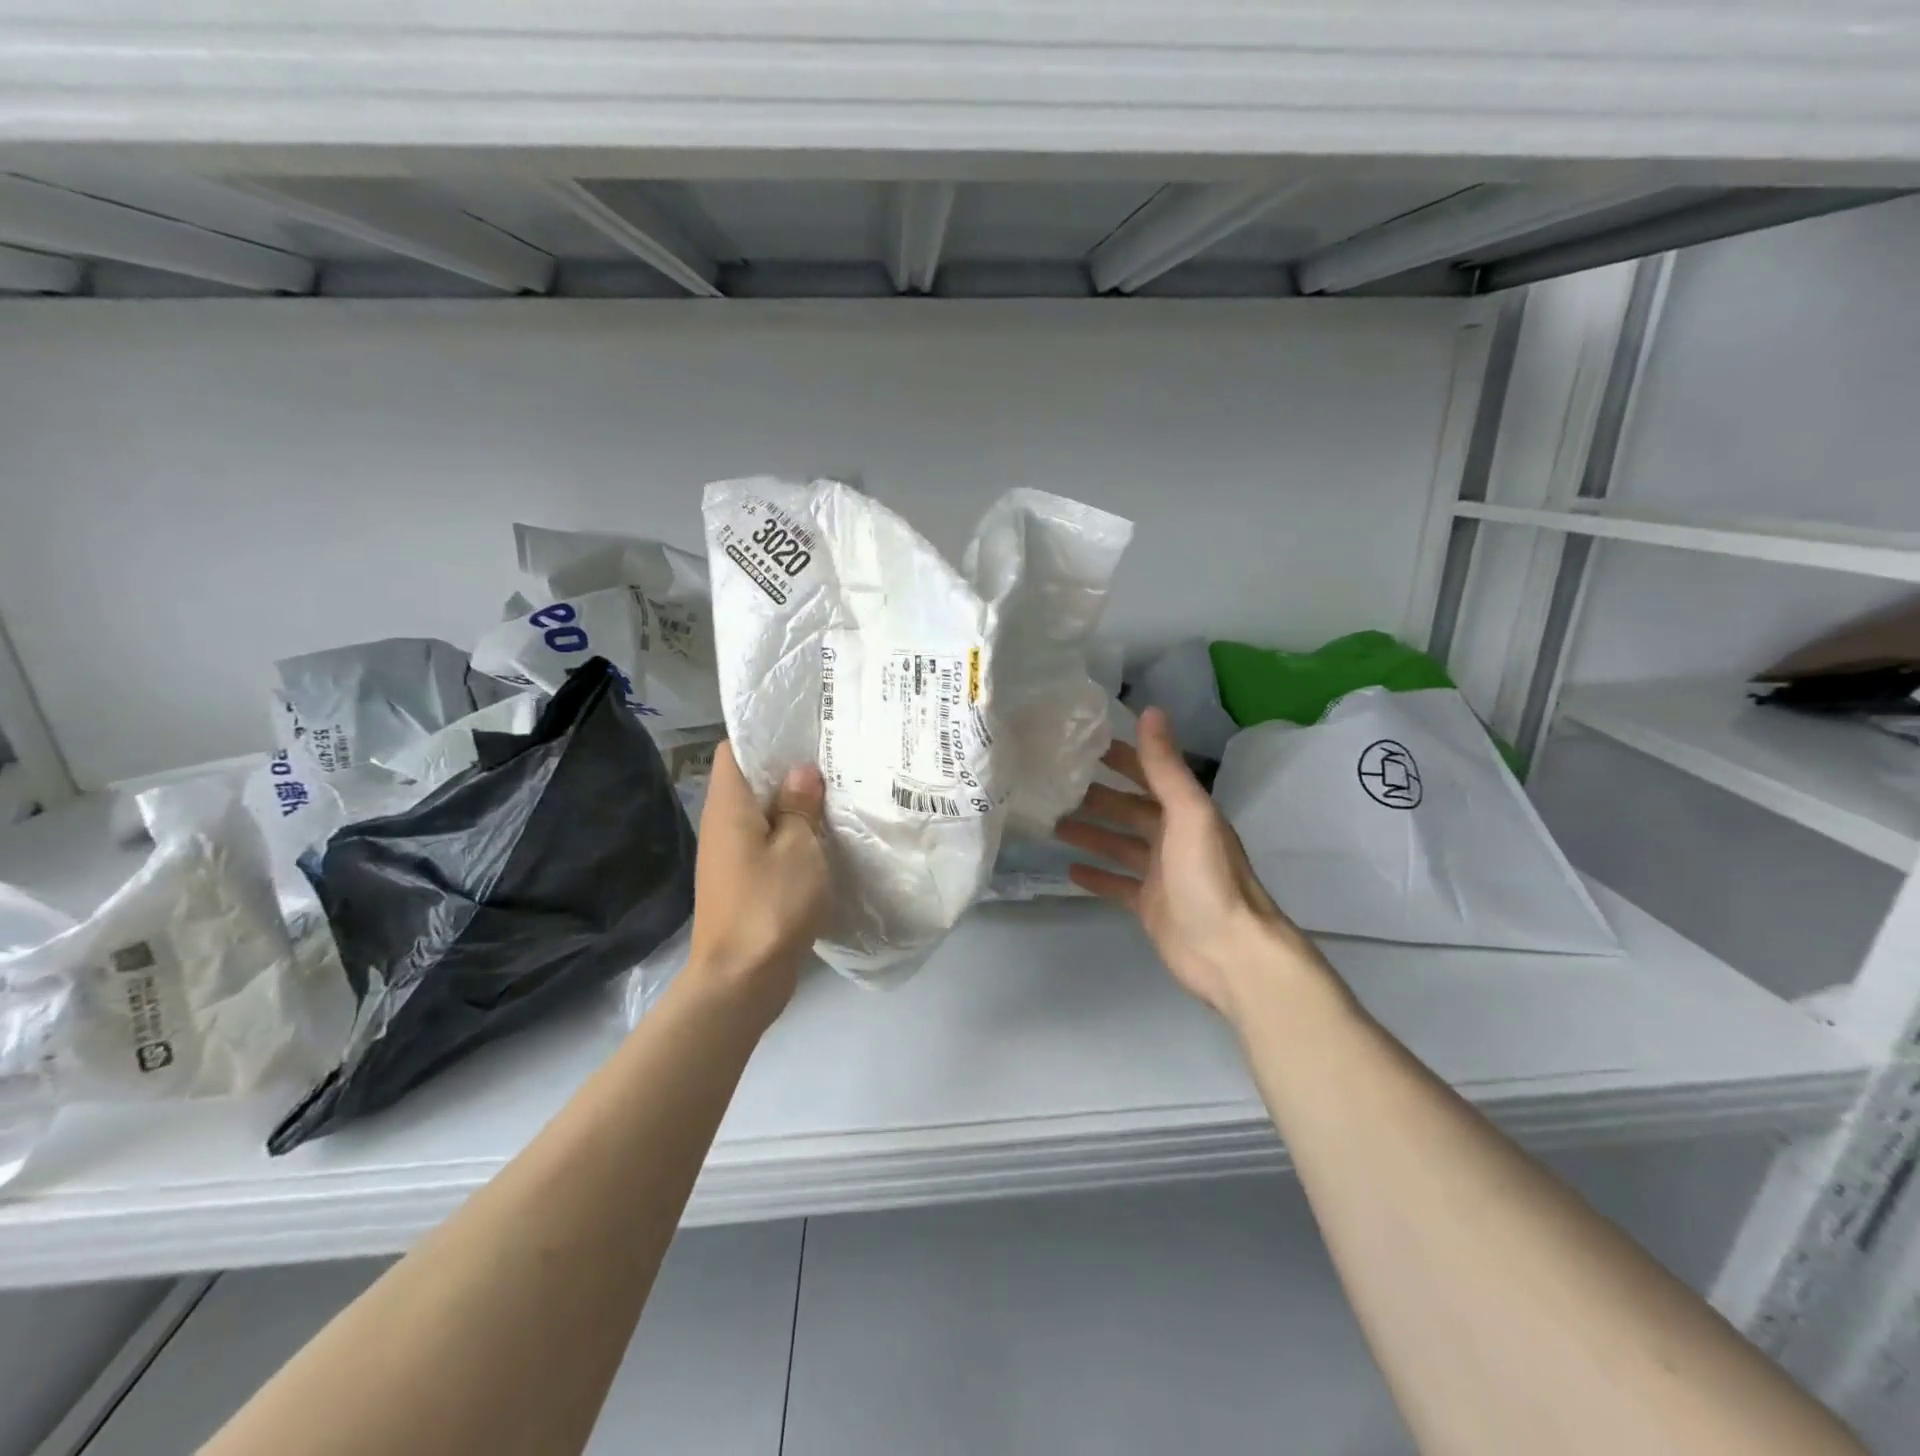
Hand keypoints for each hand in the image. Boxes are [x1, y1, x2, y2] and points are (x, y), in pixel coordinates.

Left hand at [686, 742, 829, 1023]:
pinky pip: (767, 844)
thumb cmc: (770, 904)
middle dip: (788, 769)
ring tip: (836, 793)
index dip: (765, 736)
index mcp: (728, 806)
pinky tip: (824, 838)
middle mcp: (722, 825)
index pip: (734, 750)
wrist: (740, 980)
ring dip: (793, 805)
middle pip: (750, 781)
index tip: (805, 732)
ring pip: (762, 814)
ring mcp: (730, 856)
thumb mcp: (798, 847)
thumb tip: (800, 771)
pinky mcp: (743, 882)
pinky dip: (791, 836)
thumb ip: (799, 805)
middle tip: (833, 759)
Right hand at [1054, 707, 1330, 1019]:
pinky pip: (1116, 884)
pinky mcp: (1149, 906)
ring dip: (1090, 833)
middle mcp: (1174, 837)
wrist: (1229, 952)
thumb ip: (1165, 766)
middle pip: (1129, 809)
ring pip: (1119, 845)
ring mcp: (1161, 874)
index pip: (1149, 774)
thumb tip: (1150, 710)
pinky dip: (1096, 875)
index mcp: (1186, 811)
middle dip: (1097, 797)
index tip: (1083, 746)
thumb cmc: (1208, 876)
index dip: (1121, 758)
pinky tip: (1069, 868)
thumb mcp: (1188, 813)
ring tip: (1052, 823)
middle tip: (1054, 787)